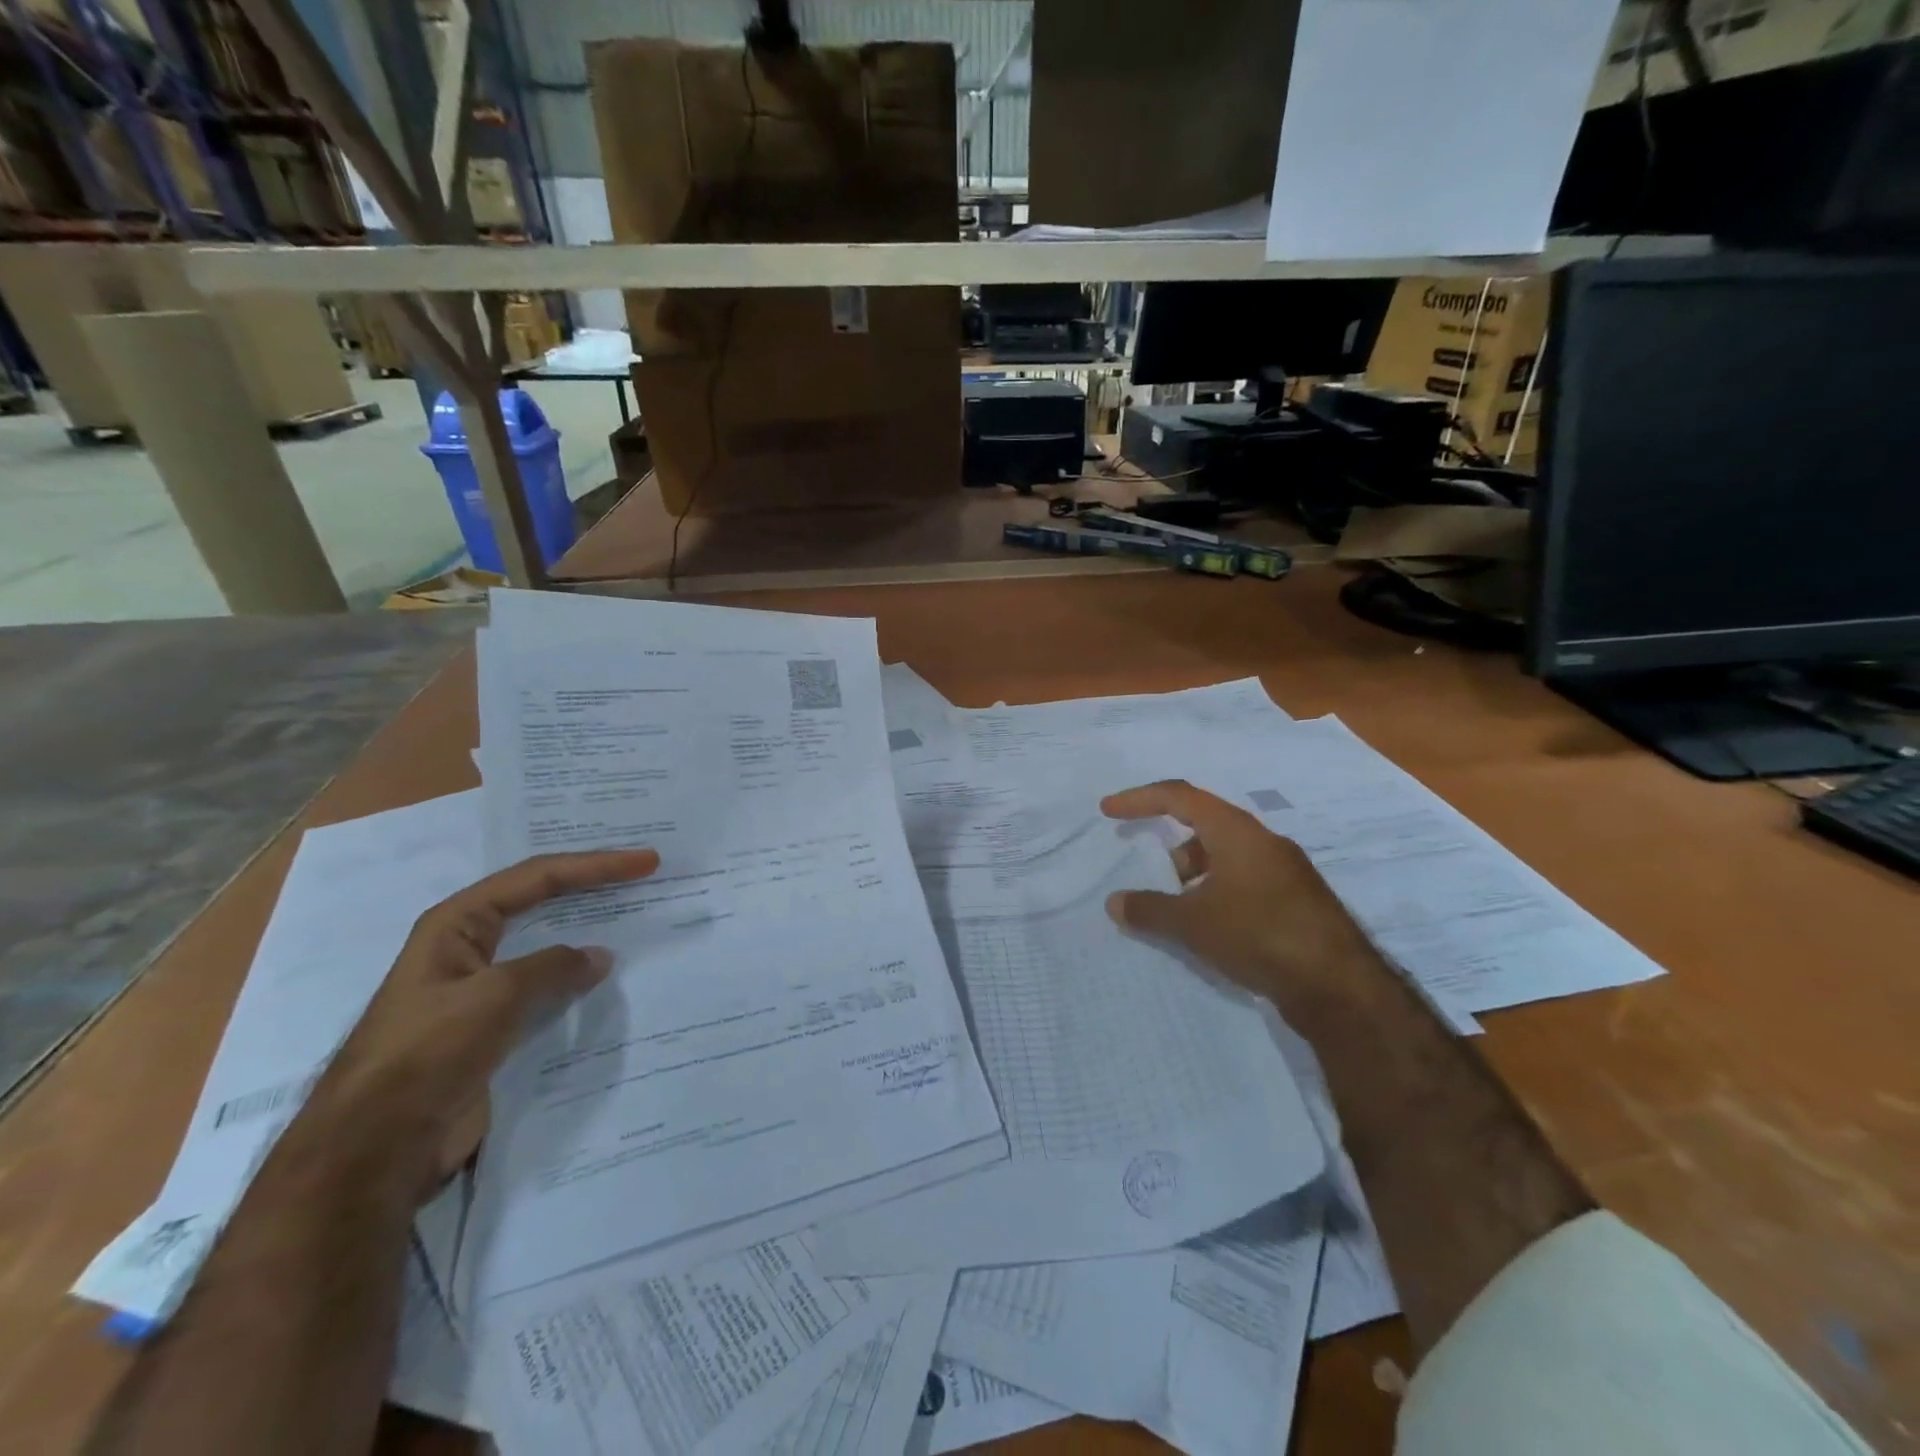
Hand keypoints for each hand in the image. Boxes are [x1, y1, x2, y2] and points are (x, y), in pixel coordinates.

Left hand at [298, 848, 658, 1203]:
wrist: (376, 1148)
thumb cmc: (427, 1053)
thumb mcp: (495, 996)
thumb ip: (552, 967)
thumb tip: (599, 956)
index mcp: (457, 924)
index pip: (538, 877)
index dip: (595, 865)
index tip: (646, 861)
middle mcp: (468, 946)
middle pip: (541, 901)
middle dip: (591, 886)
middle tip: (643, 876)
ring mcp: (480, 988)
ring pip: (546, 946)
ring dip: (587, 932)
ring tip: (634, 920)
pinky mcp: (492, 1026)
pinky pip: (546, 989)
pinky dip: (577, 979)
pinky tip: (607, 981)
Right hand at [1101, 780, 1376, 999]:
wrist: (1340, 986)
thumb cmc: (1259, 935)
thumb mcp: (1193, 924)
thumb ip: (1149, 909)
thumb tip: (1114, 902)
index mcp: (1237, 831)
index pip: (1179, 797)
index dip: (1139, 799)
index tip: (1108, 811)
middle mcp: (1262, 841)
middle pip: (1204, 826)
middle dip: (1170, 848)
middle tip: (1148, 876)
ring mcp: (1284, 871)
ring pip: (1225, 857)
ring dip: (1194, 875)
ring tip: (1177, 912)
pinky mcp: (1296, 900)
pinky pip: (1244, 881)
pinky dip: (1217, 893)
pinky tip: (1211, 929)